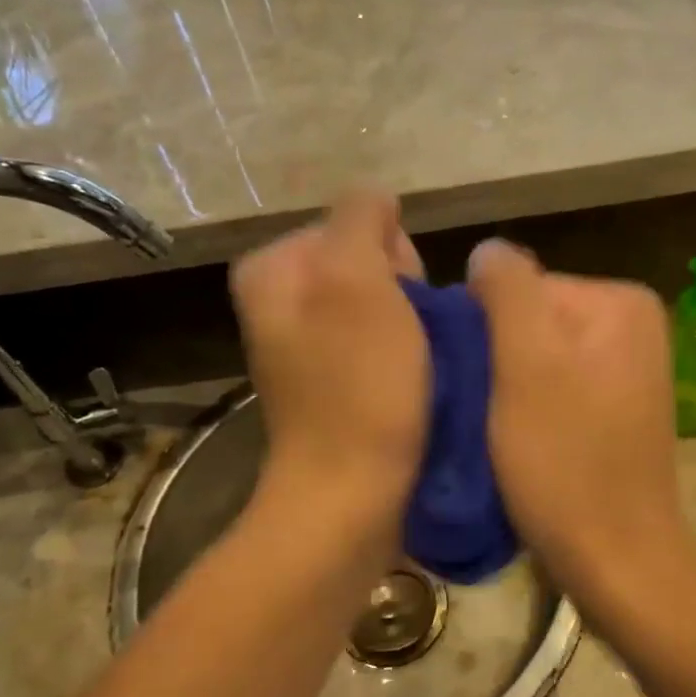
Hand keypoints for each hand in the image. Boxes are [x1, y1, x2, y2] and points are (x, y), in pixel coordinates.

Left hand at [230, 191, 428, 563]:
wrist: (351, 495)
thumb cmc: (358, 385)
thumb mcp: (357, 279)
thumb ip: (360, 218)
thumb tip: (376, 201)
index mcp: (274, 268)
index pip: (356, 222)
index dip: (394, 255)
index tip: (404, 301)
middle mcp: (281, 301)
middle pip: (367, 263)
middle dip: (403, 290)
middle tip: (412, 338)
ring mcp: (305, 345)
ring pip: (381, 304)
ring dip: (412, 324)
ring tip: (422, 364)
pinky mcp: (332, 382)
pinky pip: (380, 343)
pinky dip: (405, 355)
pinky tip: (416, 382)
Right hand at [467, 239, 695, 613]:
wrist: (617, 561)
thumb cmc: (565, 462)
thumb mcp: (526, 365)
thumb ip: (507, 291)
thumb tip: (487, 251)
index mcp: (620, 301)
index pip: (521, 286)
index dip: (484, 330)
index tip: (471, 382)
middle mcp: (632, 324)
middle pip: (529, 320)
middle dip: (496, 359)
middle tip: (479, 410)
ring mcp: (627, 368)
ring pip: (535, 356)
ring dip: (505, 386)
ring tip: (493, 430)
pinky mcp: (615, 408)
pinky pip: (553, 385)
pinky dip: (527, 406)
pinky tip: (517, 441)